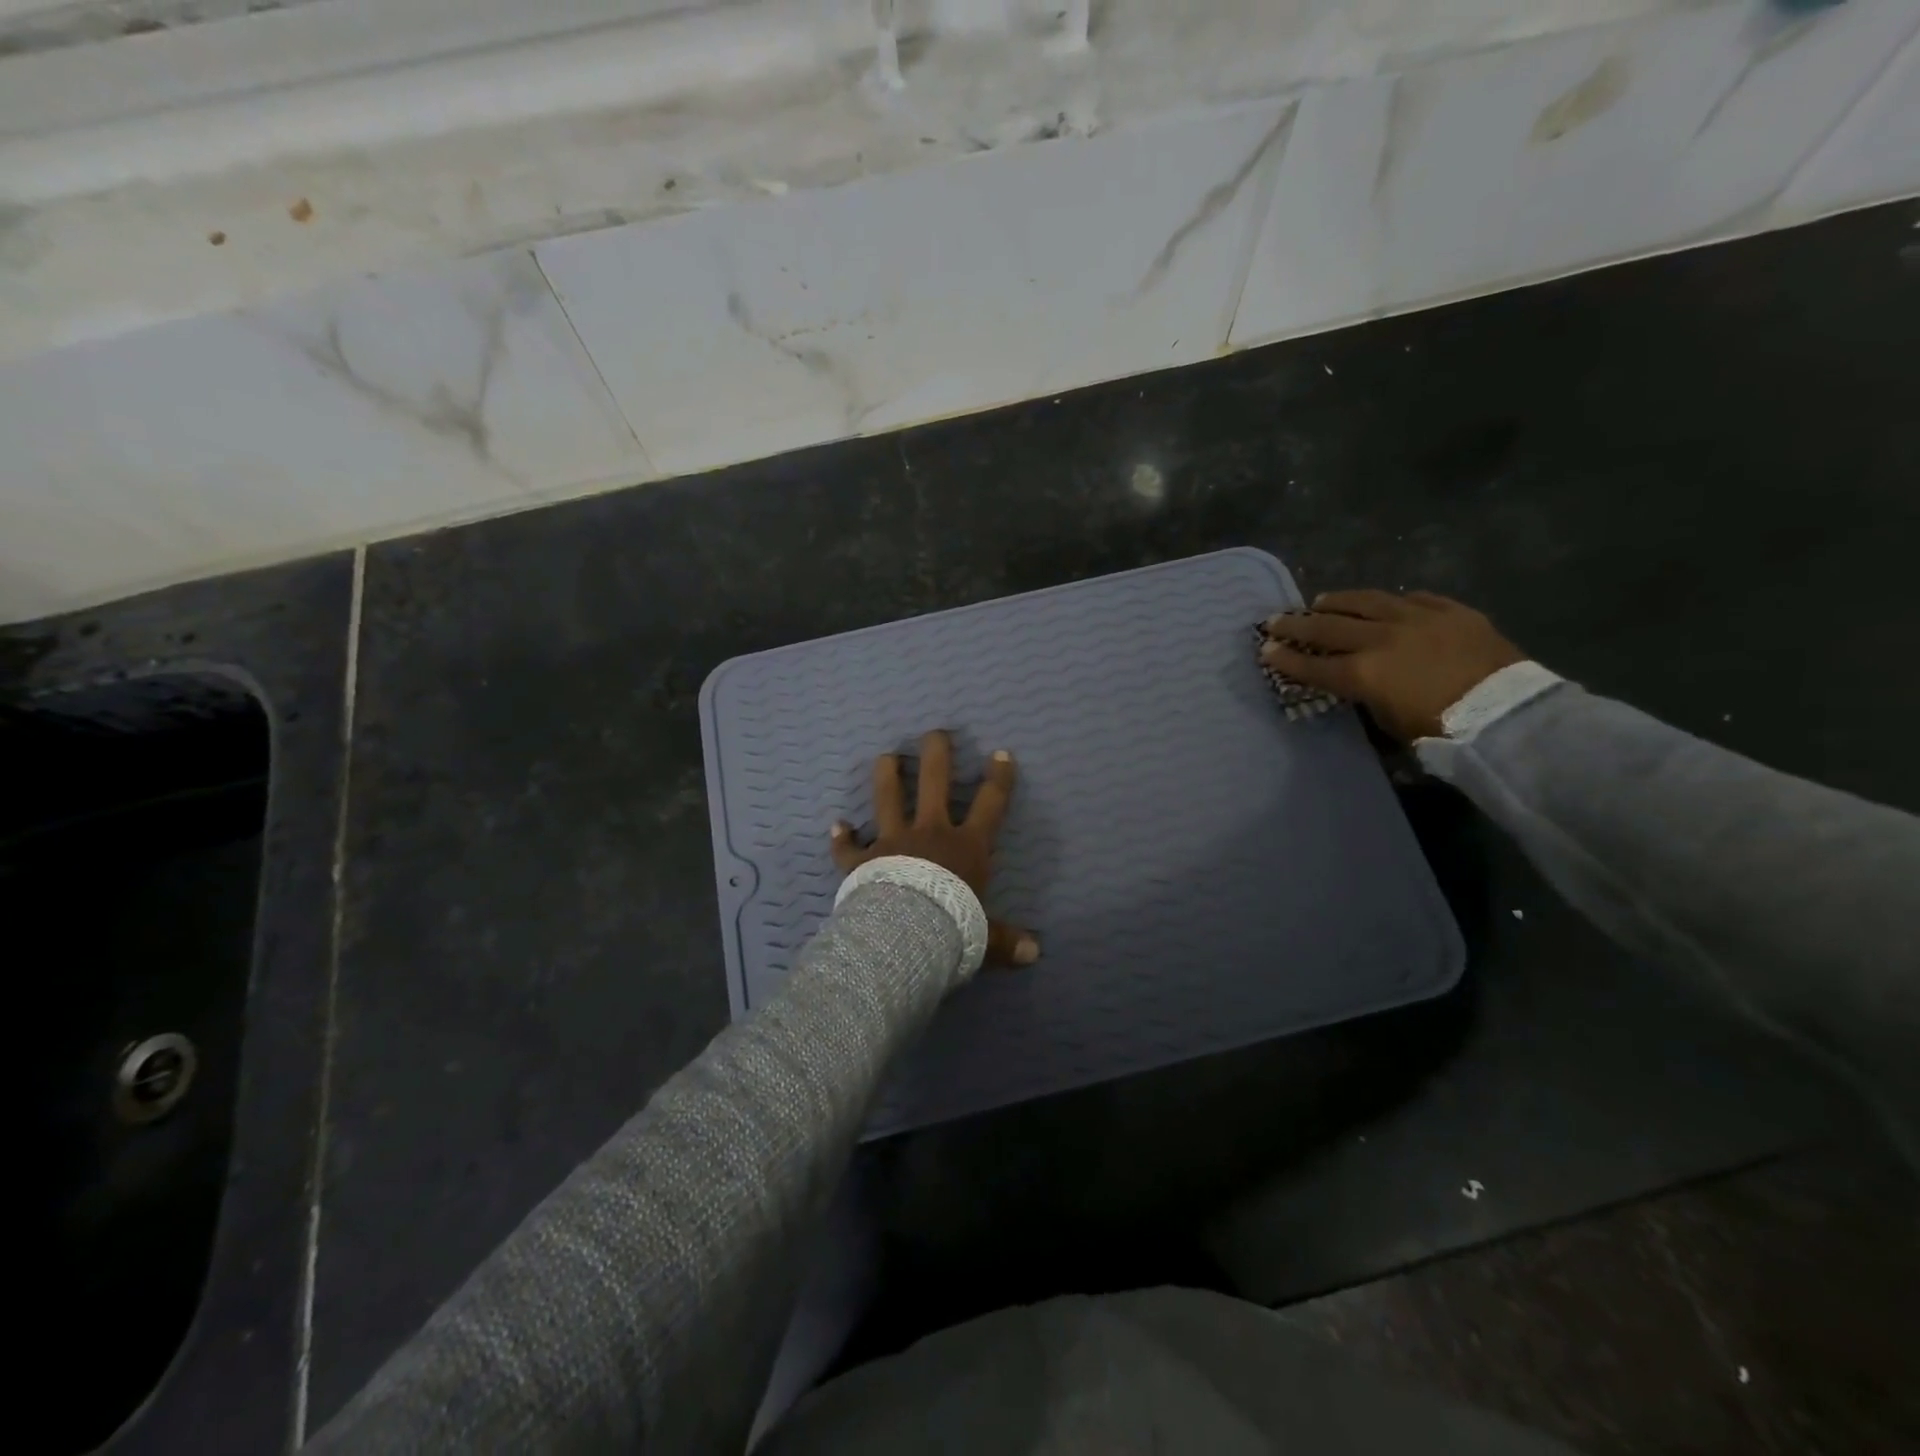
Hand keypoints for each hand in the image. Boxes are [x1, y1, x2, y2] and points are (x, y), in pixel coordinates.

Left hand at [831, 730, 1039, 966]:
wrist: (905, 936)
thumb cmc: (953, 928)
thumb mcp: (986, 936)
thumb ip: (1008, 940)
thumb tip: (1037, 955)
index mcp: (966, 847)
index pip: (991, 804)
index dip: (999, 778)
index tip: (1001, 754)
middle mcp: (930, 833)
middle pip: (934, 782)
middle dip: (936, 754)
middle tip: (935, 734)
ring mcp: (893, 841)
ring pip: (888, 798)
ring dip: (886, 775)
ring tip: (886, 756)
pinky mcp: (862, 861)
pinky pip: (848, 847)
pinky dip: (842, 837)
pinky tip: (836, 825)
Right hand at [1258, 590, 1525, 742]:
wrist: (1508, 714)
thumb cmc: (1443, 732)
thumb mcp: (1391, 724)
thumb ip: (1368, 699)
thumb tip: (1361, 688)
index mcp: (1362, 674)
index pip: (1312, 665)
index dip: (1285, 659)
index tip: (1265, 650)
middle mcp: (1380, 639)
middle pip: (1328, 628)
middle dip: (1297, 625)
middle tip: (1275, 620)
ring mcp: (1416, 619)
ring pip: (1366, 602)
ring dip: (1339, 602)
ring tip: (1322, 600)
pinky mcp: (1450, 611)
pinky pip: (1415, 599)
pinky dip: (1394, 601)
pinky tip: (1388, 602)